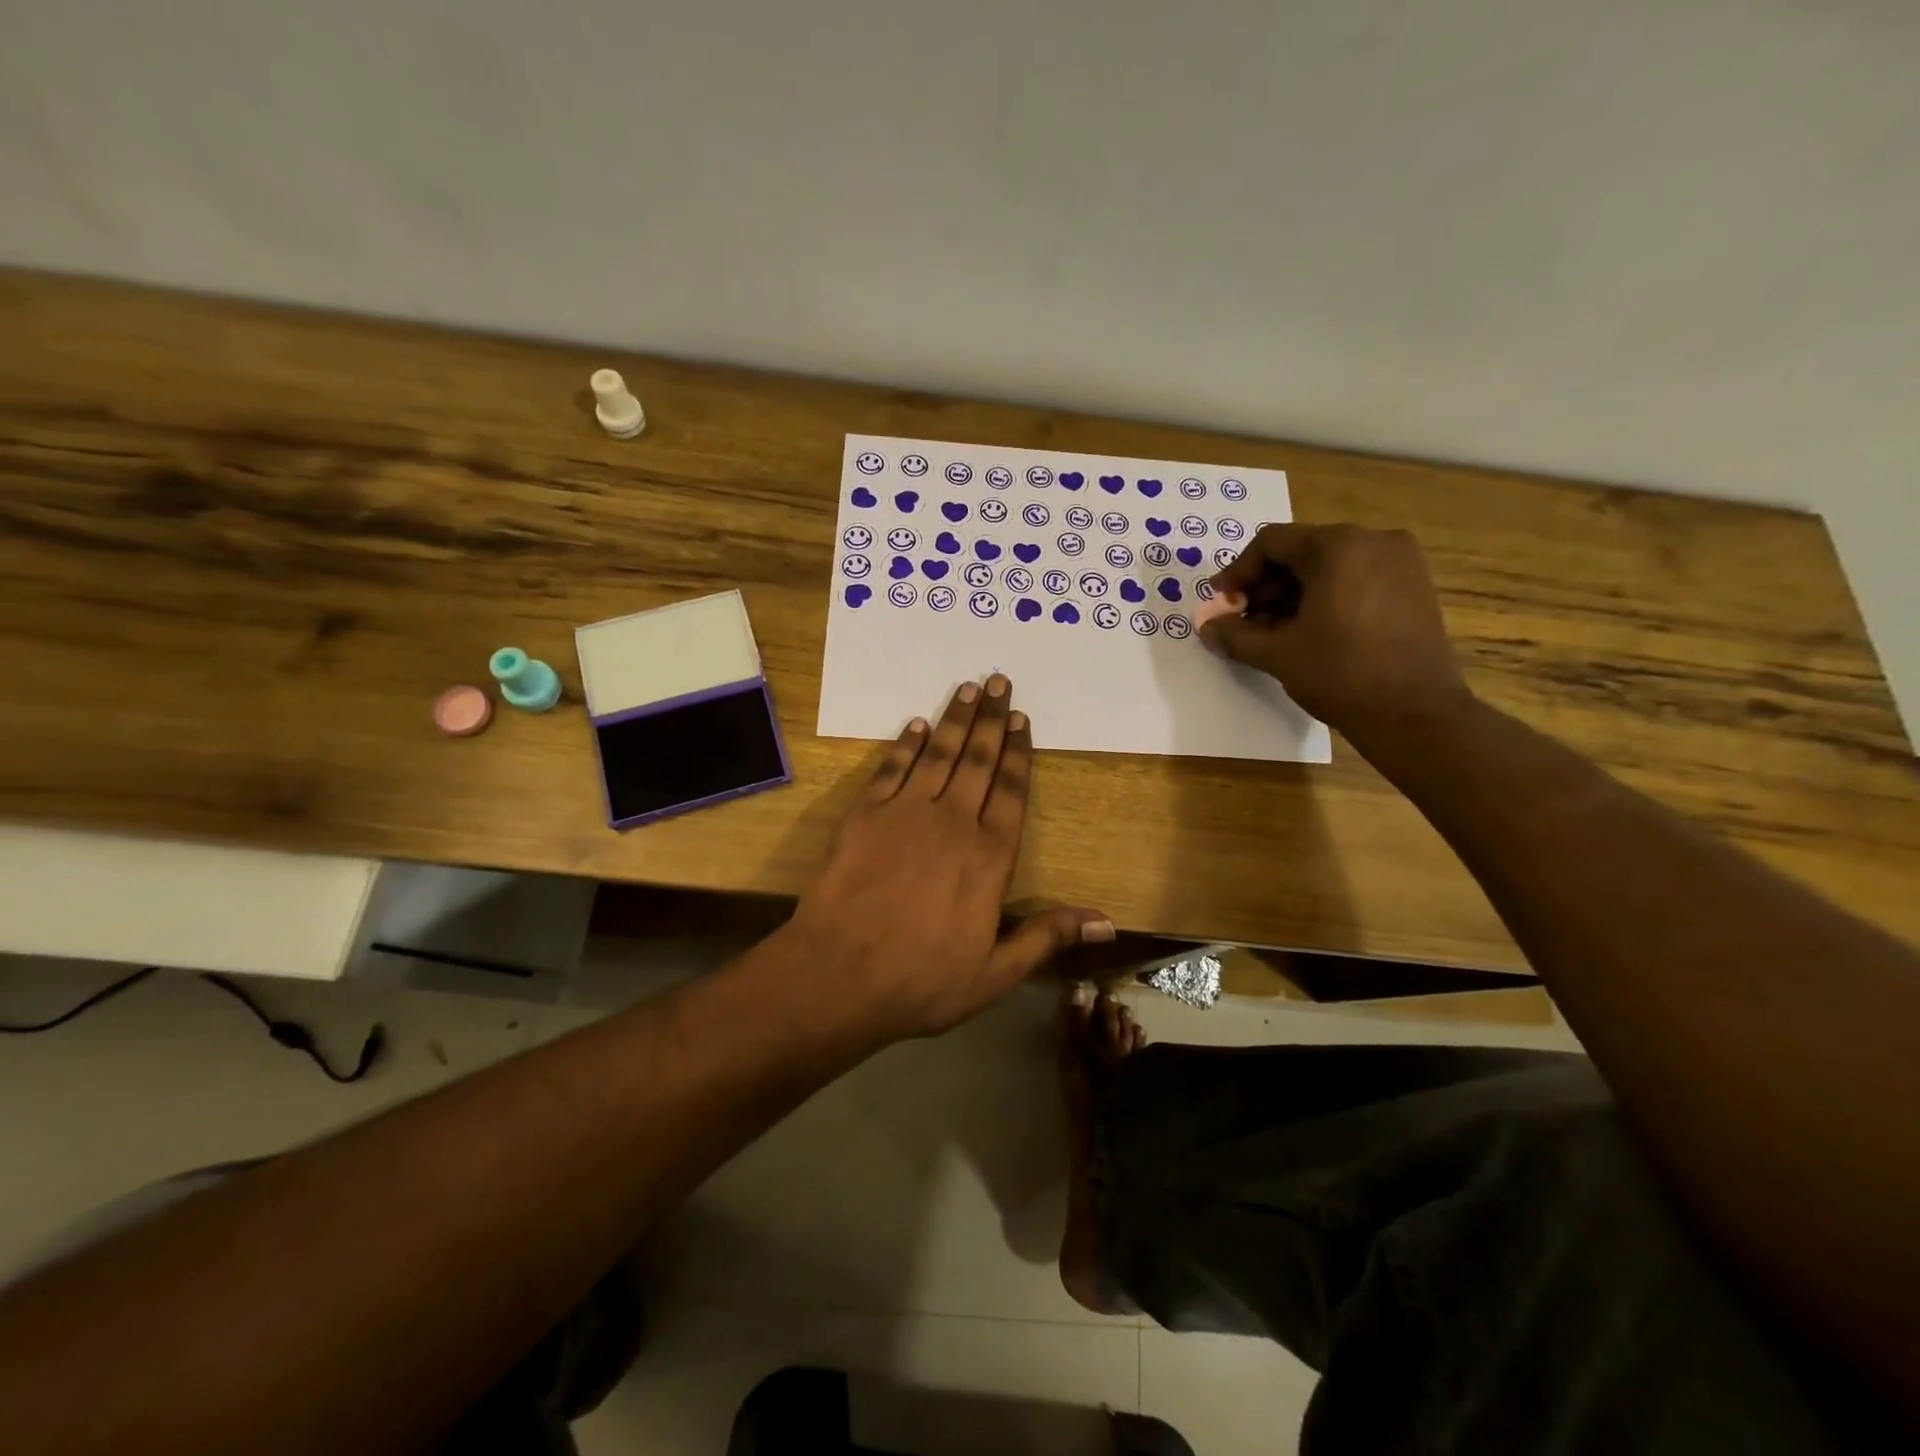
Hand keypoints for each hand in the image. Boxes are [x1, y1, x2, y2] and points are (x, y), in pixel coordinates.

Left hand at [785, 676, 1113, 1040]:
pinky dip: (906, 745)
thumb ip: (1047, 937)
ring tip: (967, 688)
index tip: (1022, 719)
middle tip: (998, 680)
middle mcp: (952, 822)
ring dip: (954, 719)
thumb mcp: (994, 973)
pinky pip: (891, 769)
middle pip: (978, 760)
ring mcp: (905, 813)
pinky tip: (916, 725)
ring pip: (938, 754)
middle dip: (991, 719)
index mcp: (989, 857)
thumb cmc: (921, 980)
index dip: (1017, 752)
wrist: (838, 974)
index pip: (1010, 791)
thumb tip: (1107, 922)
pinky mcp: (865, 815)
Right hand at [1200, 524, 1472, 741]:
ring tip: (1273, 633)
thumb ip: (1234, 634)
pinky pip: (1356, 580)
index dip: (1237, 573)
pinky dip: (1325, 599)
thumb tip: (1207, 626)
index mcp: (1338, 547)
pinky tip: (1309, 633)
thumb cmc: (1340, 674)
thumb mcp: (1277, 654)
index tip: (1221, 605)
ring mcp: (1401, 563)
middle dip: (1265, 587)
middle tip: (1243, 622)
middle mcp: (1374, 541)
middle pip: (1301, 552)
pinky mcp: (1414, 587)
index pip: (1272, 543)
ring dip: (1292, 595)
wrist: (1415, 715)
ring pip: (1329, 567)